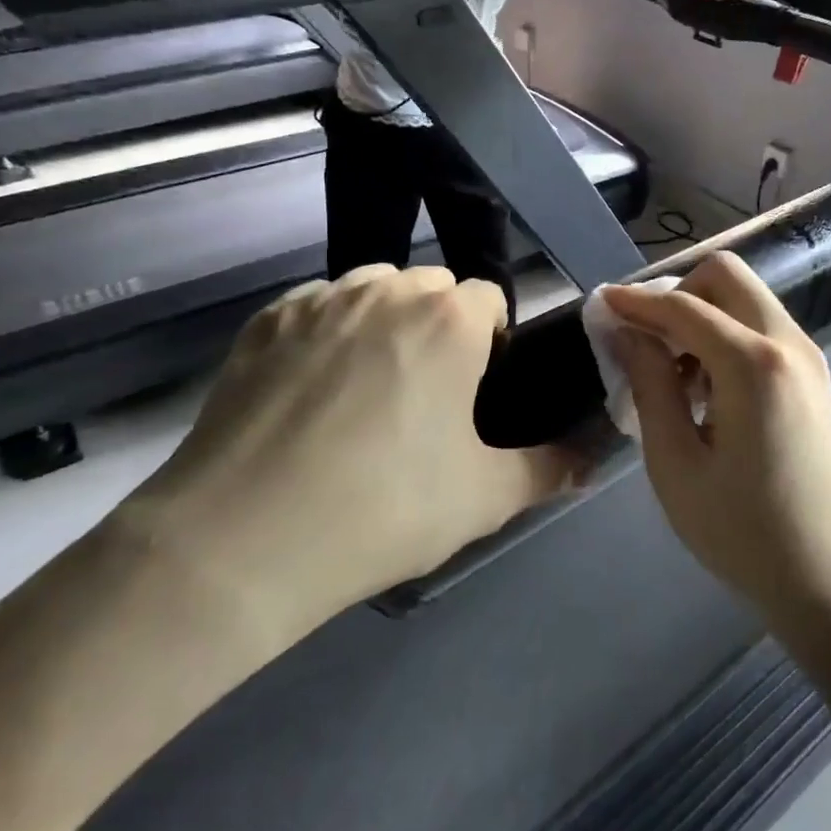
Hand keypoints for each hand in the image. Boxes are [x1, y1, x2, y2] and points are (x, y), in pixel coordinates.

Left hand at [122, 266, 572, 637]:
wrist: (240, 541)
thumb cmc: (383, 509)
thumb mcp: (485, 498)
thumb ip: (549, 469)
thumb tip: (591, 461)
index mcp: (449, 318)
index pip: (489, 299)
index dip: (491, 342)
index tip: (475, 392)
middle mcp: (386, 289)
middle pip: (431, 289)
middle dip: (439, 327)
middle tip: (424, 399)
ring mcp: (319, 300)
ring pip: (372, 290)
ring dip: (384, 323)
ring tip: (365, 392)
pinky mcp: (263, 321)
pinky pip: (316, 308)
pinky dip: (327, 333)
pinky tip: (309, 394)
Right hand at [604, 253, 830, 620]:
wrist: (825, 578)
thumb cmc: (740, 530)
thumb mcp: (675, 461)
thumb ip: (649, 383)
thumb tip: (625, 330)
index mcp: (754, 363)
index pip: (683, 306)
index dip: (636, 301)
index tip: (600, 305)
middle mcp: (788, 343)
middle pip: (727, 276)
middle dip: (677, 293)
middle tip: (645, 340)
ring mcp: (809, 358)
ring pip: (747, 299)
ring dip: (703, 316)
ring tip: (674, 376)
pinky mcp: (813, 377)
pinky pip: (763, 329)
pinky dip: (727, 336)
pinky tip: (707, 390)